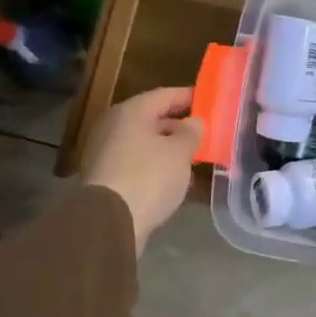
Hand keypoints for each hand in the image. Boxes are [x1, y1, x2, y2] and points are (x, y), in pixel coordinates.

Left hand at [77, 87, 202, 252]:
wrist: (110, 221)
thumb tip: (195, 121)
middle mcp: (114, 126)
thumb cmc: (149, 177)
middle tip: (204, 131)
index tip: (209, 100)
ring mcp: (106, 151)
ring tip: (194, 155)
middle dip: (179, 124)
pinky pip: (137, 161)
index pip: (165, 95)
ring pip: (145, 141)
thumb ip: (191, 132)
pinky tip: (175, 175)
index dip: (189, 96)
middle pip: (152, 118)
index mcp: (131, 112)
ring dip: (168, 146)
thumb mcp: (180, 152)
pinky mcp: (106, 176)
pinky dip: (156, 163)